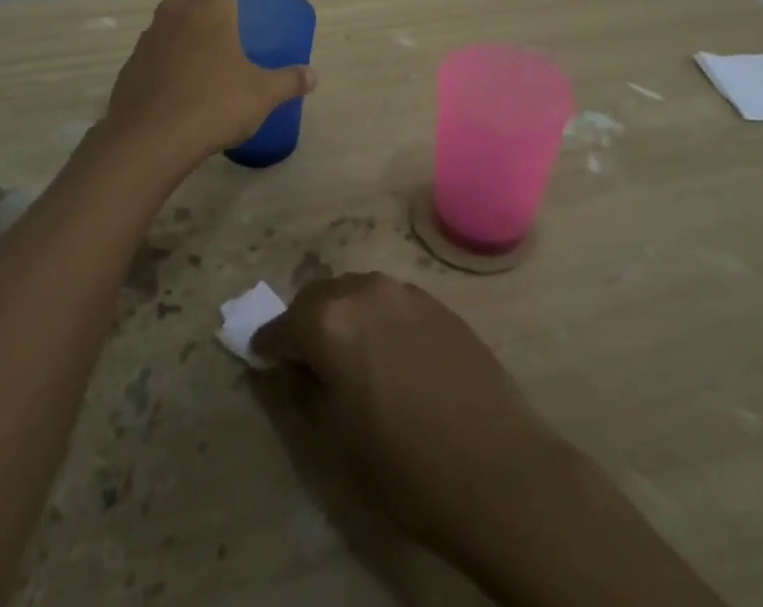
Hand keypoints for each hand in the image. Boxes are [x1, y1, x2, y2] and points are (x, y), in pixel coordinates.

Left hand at [102, 0, 316, 163]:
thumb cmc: (212, 105)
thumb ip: (288, 81)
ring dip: (186, 15)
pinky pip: (154, 41)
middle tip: (227, 9)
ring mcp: (149, 36)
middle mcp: (176, 12)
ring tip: (205, 41)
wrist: (148, 139)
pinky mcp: (133, 62)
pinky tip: (181, 72)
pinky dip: (169, 45)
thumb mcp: (261, 95)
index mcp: (210, 8)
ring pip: (168, 10)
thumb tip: (312, 76)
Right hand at [251, 272, 578, 557]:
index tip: (260, 359)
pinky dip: (377, 320)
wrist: (501, 471)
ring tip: (351, 358)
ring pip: (356, 294)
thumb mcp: (336, 443)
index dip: (268, 347)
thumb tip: (289, 370)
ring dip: (343, 317)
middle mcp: (363, 291)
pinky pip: (390, 303)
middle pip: (318, 298)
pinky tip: (391, 357)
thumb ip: (302, 394)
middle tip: (306, 361)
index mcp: (329, 321)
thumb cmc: (407, 468)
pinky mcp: (438, 303)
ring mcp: (404, 292)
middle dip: (305, 325)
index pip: (282, 327)